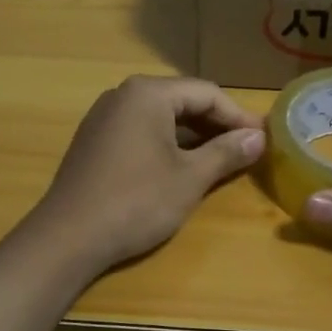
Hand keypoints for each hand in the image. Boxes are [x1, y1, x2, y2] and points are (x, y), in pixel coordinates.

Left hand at [31, 75, 264, 274]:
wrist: (67, 237)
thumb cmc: (136, 201)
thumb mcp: (190, 178)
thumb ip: (226, 152)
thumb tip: (258, 137)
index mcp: (148, 93)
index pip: (207, 93)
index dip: (239, 115)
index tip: (264, 137)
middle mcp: (123, 94)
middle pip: (183, 100)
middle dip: (217, 123)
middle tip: (247, 147)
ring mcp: (104, 117)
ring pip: (161, 116)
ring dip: (193, 134)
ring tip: (221, 157)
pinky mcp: (94, 140)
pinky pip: (140, 130)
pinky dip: (167, 143)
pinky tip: (181, 165)